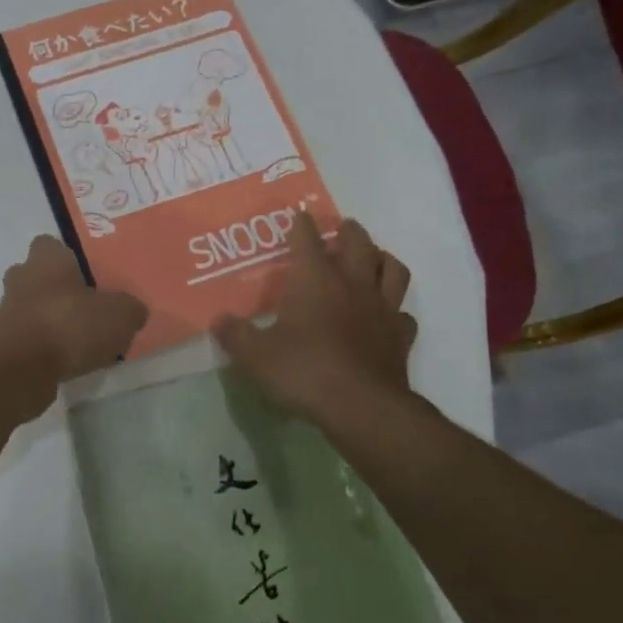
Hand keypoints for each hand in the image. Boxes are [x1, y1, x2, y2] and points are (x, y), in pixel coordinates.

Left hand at [0, 236, 148, 389]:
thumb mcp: (120, 314)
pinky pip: (27, 340)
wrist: (20, 368)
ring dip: (50, 322)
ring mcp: (7, 312)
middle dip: (57, 291)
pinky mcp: (2, 345)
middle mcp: (21, 278)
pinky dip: (43, 349)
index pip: (50, 245)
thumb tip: (132, 312)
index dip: (67, 257)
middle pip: (37, 277)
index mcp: (46, 259)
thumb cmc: (69, 324)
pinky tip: (66, 364)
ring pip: (31, 310)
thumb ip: (129, 309)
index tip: (87, 274)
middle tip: (86, 309)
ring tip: (81, 343)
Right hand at [214, 213, 418, 429]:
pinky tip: (387, 315)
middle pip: (358, 244)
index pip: (307, 240)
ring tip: (374, 258)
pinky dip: (396, 309)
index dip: (301, 225)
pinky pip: (403, 314)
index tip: (298, 215)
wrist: (361, 407)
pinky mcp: (400, 337)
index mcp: (314, 280)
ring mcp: (382, 309)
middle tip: (342, 228)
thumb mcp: (254, 355)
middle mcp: (351, 284)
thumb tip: (218, 321)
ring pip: (392, 269)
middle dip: (348, 231)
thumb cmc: (303, 371)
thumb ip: (235, 335)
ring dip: (383, 258)